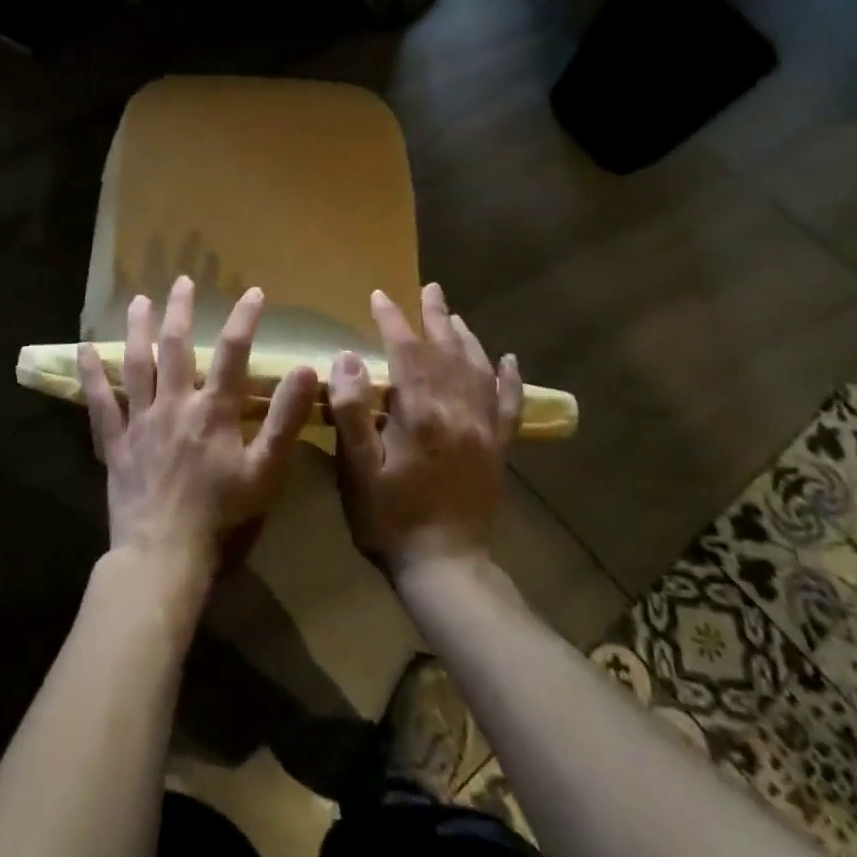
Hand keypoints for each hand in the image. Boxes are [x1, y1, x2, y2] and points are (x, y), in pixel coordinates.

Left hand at [78, 277, 319, 580]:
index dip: (244, 319)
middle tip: (181, 281)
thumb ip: (284, 419)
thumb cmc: (221, 515)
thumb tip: (305, 369)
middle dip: (180, 311)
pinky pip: (100, 401)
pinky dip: (92, 375)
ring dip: (139, 330)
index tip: (253, 292)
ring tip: (138, 301)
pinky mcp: (115, 441)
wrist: (164, 554)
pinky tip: (85, 349)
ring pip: (138, 364)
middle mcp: (174, 404)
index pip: (234, 353)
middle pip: (177, 347)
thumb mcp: (265, 471)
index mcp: (213, 411)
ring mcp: (140, 421)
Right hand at [331, 283, 522, 575]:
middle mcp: (458, 412)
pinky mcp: (498, 450)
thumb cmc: (389, 518)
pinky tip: (509, 360)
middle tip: (428, 289)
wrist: (445, 568)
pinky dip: (510, 379)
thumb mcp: (357, 469)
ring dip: (466, 338)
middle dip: (435, 317)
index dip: (393, 321)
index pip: (407, 352)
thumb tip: (347, 358)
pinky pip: (509, 405)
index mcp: (421, 414)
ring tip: (454, 314)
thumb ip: (351, 411)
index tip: (379, 296)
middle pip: (447, 352)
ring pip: (478, 370)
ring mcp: (483, 431)